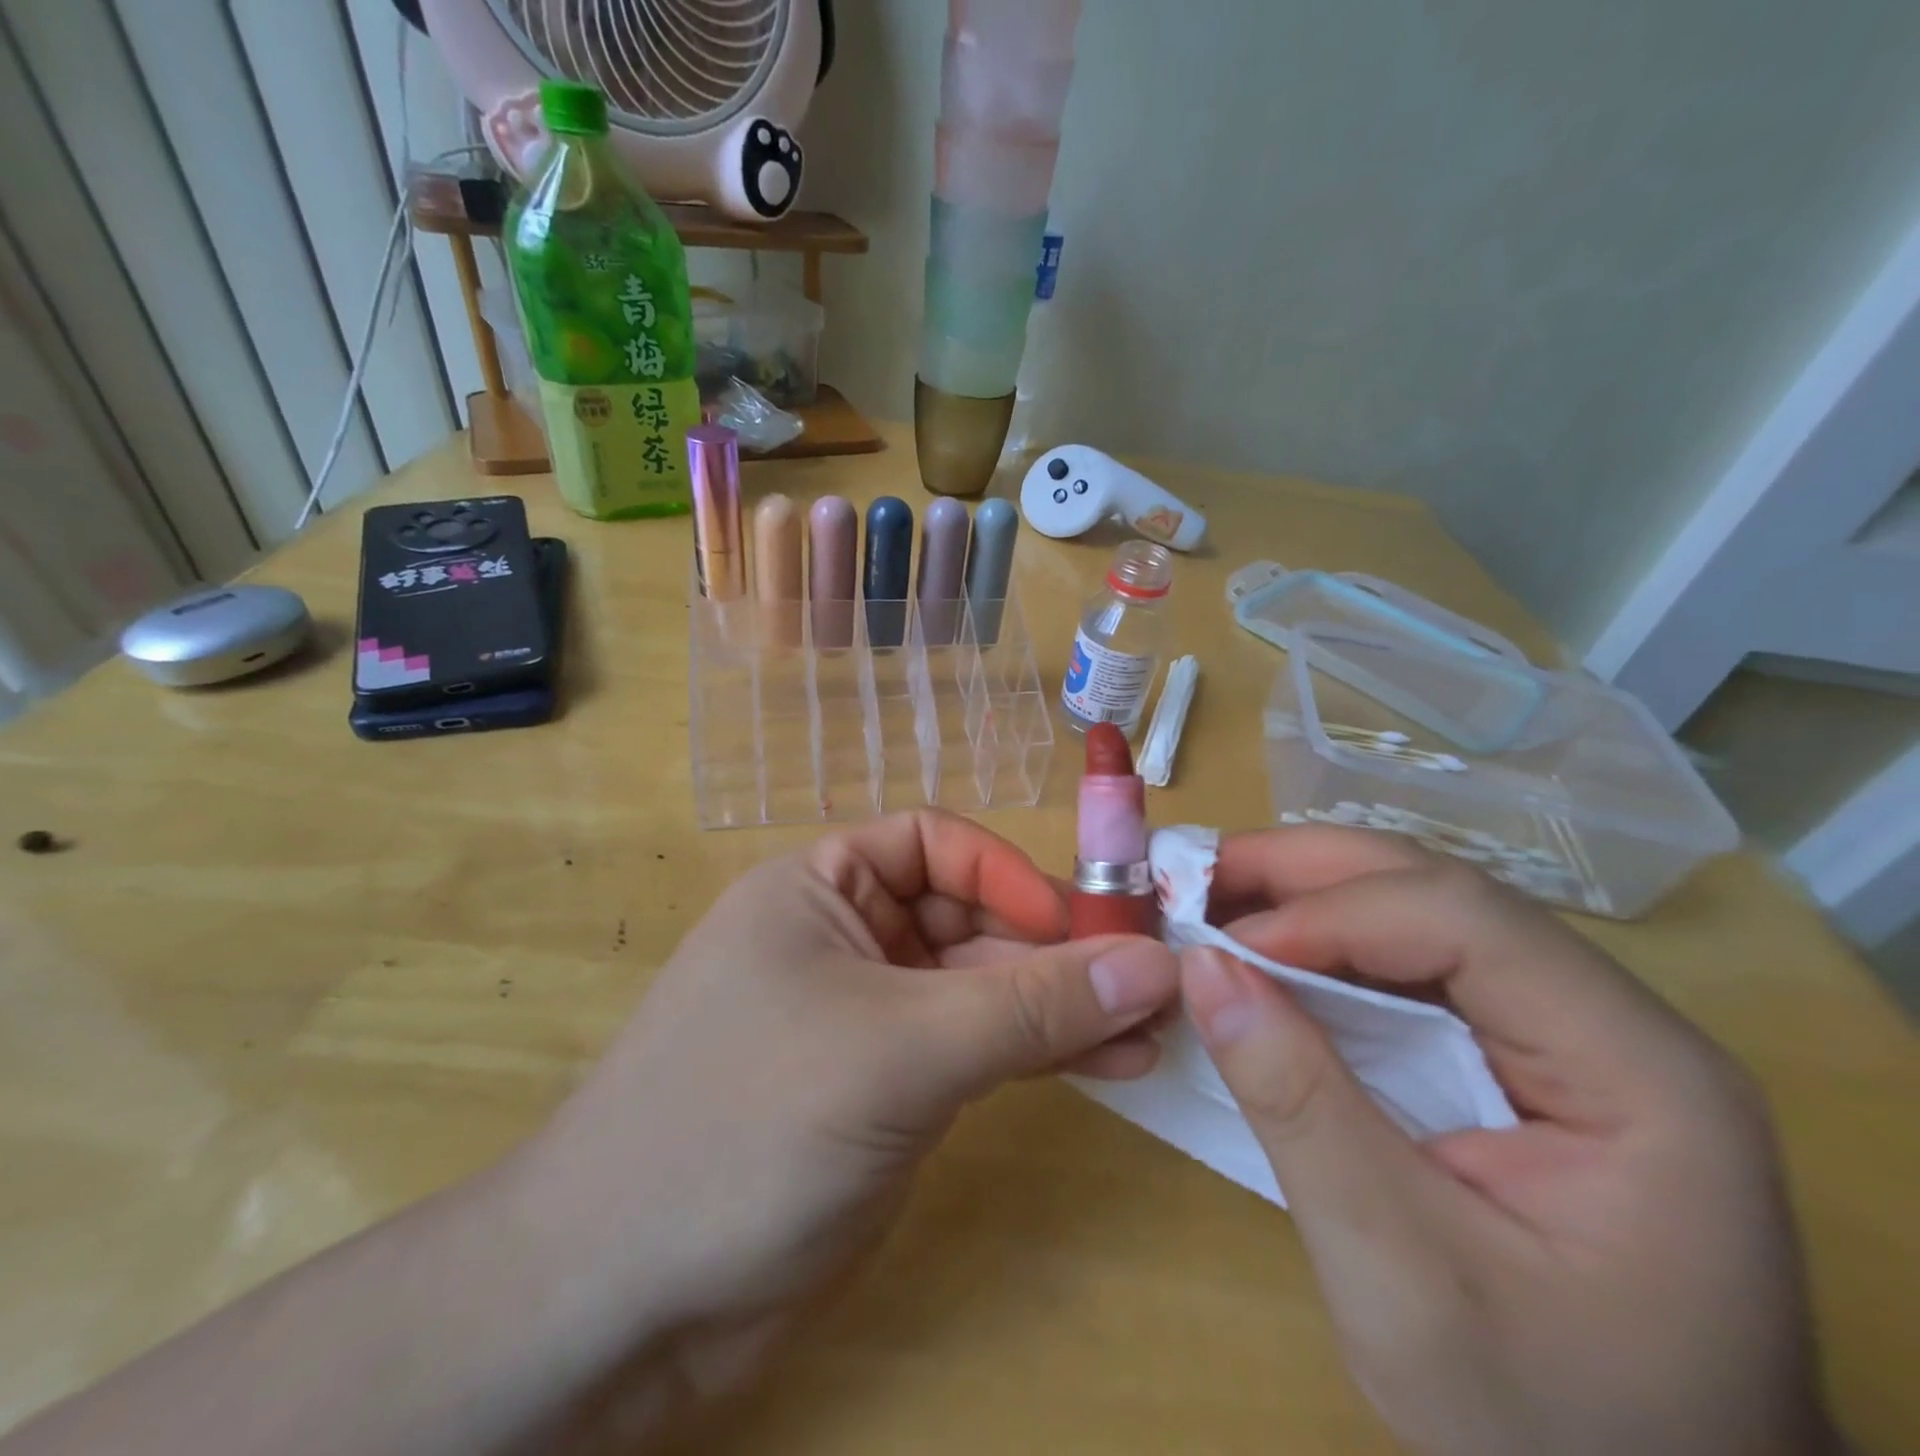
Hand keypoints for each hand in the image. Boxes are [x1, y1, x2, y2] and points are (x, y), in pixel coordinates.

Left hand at [517, 810, 1180, 1436]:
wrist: (620, 1300)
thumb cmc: (748, 1125)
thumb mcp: (901, 1048)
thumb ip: (1031, 1006)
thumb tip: (1154, 961)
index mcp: (821, 887)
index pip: (937, 845)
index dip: (1012, 876)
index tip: (1085, 926)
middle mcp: (846, 937)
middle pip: (971, 918)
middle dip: (1056, 949)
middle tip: (1151, 985)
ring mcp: (869, 1017)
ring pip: (983, 989)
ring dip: (1061, 1006)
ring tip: (1148, 1032)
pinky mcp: (887, 1089)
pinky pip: (977, 1049)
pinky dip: (1037, 1053)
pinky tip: (1107, 1065)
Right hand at [1180, 828, 1838, 1455]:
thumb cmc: (1544, 1421)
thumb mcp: (1400, 1277)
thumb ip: (1299, 1108)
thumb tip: (1200, 968)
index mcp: (1637, 1071)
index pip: (1465, 922)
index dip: (1330, 912)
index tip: (1217, 944)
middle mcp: (1614, 1020)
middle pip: (1441, 892)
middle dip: (1305, 873)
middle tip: (1193, 876)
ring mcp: (1568, 1028)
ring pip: (1419, 910)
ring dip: (1306, 896)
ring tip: (1210, 899)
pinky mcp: (1519, 1048)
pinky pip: (1410, 960)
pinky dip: (1323, 943)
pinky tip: (1263, 953)